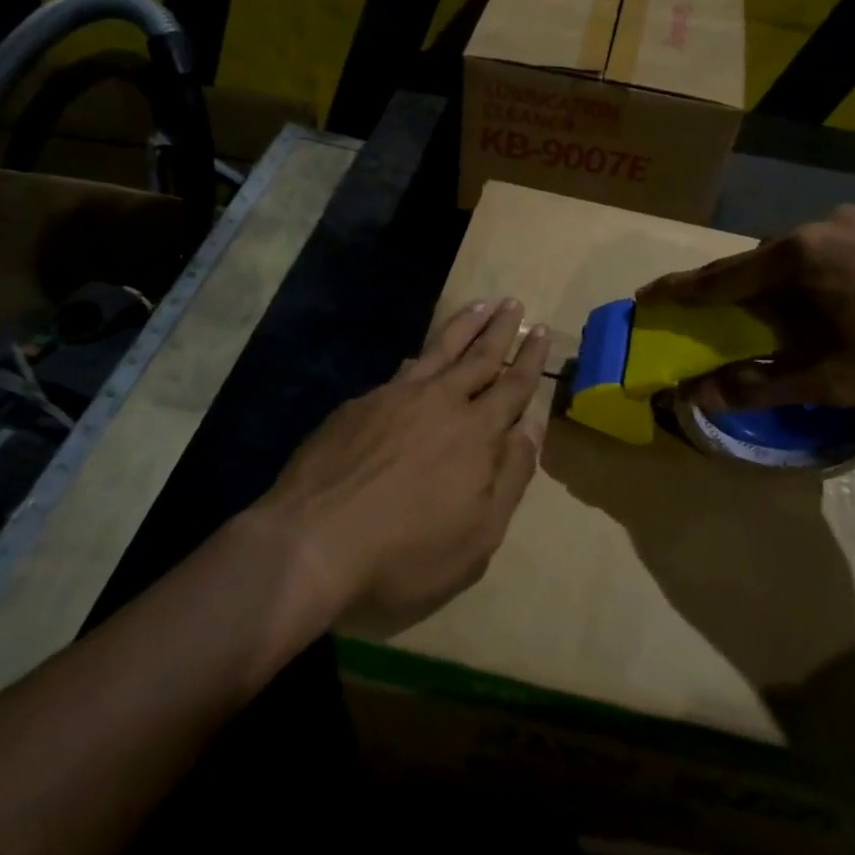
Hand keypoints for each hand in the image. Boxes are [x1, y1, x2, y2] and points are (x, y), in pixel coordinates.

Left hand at [264, 299, 549, 625]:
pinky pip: (400, 371)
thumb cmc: (406, 551)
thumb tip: (531, 426)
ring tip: (480, 304)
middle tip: (514, 303)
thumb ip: (510, 476)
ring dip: (463, 326)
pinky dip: (419, 357)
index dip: (530, 359)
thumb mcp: (478, 534)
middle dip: (501, 329)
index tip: (542, 331)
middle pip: (478, 356)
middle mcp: (440, 402)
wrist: (313, 543)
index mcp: (476, 433)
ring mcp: (395, 398)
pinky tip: (417, 357)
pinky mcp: (359, 405)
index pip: (512, 386)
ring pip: (439, 350)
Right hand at [638, 205, 854, 410]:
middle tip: (714, 315)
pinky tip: (840, 302)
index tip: (646, 296)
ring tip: (782, 317)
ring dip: (778, 286)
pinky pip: (832, 251)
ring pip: (798, 256)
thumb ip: (764, 385)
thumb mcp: (837, 378)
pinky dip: (816, 278)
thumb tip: (699, 395)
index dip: (679, 291)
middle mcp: (819, 228)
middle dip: (731, 291)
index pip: (720, 277)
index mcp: (797, 259)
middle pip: (757, 263)